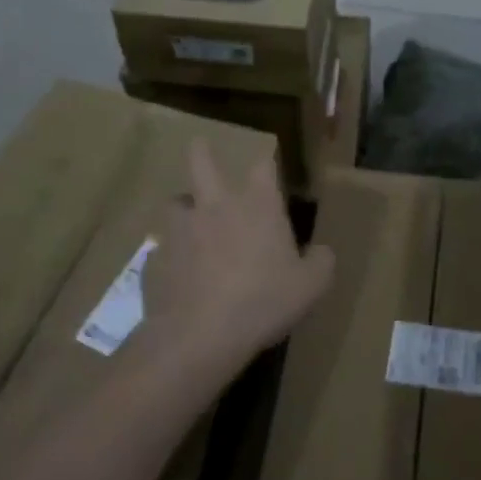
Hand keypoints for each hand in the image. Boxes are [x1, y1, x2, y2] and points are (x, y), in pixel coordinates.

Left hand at [144, 142, 334, 368]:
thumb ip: (321, 262)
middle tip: (199, 144)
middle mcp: (217, 206)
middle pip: (203, 163)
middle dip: (202, 152)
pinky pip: (164, 246)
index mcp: (258, 205)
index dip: (267, 162)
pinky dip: (172, 252)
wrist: (200, 335)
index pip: (263, 166)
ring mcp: (182, 230)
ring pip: (176, 202)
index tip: (269, 163)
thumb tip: (322, 252)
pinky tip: (179, 271)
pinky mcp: (158, 258)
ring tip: (190, 219)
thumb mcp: (311, 285)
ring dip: (184, 206)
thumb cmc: (264, 300)